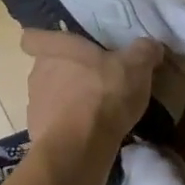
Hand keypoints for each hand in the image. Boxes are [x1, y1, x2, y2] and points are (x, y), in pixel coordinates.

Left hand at [22, 31, 163, 151]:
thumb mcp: (137, 66)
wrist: (79, 147)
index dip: (44, 39)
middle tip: (95, 79)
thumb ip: (145, 50)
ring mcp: (34, 105)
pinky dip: (69, 126)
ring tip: (96, 110)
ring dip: (69, 100)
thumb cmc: (104, 94)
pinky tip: (90, 133)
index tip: (63, 47)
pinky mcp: (38, 133)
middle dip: (68, 72)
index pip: (33, 37)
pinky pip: (54, 123)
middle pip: (48, 66)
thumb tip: (151, 45)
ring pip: (50, 95)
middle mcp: (38, 72)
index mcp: (56, 49)